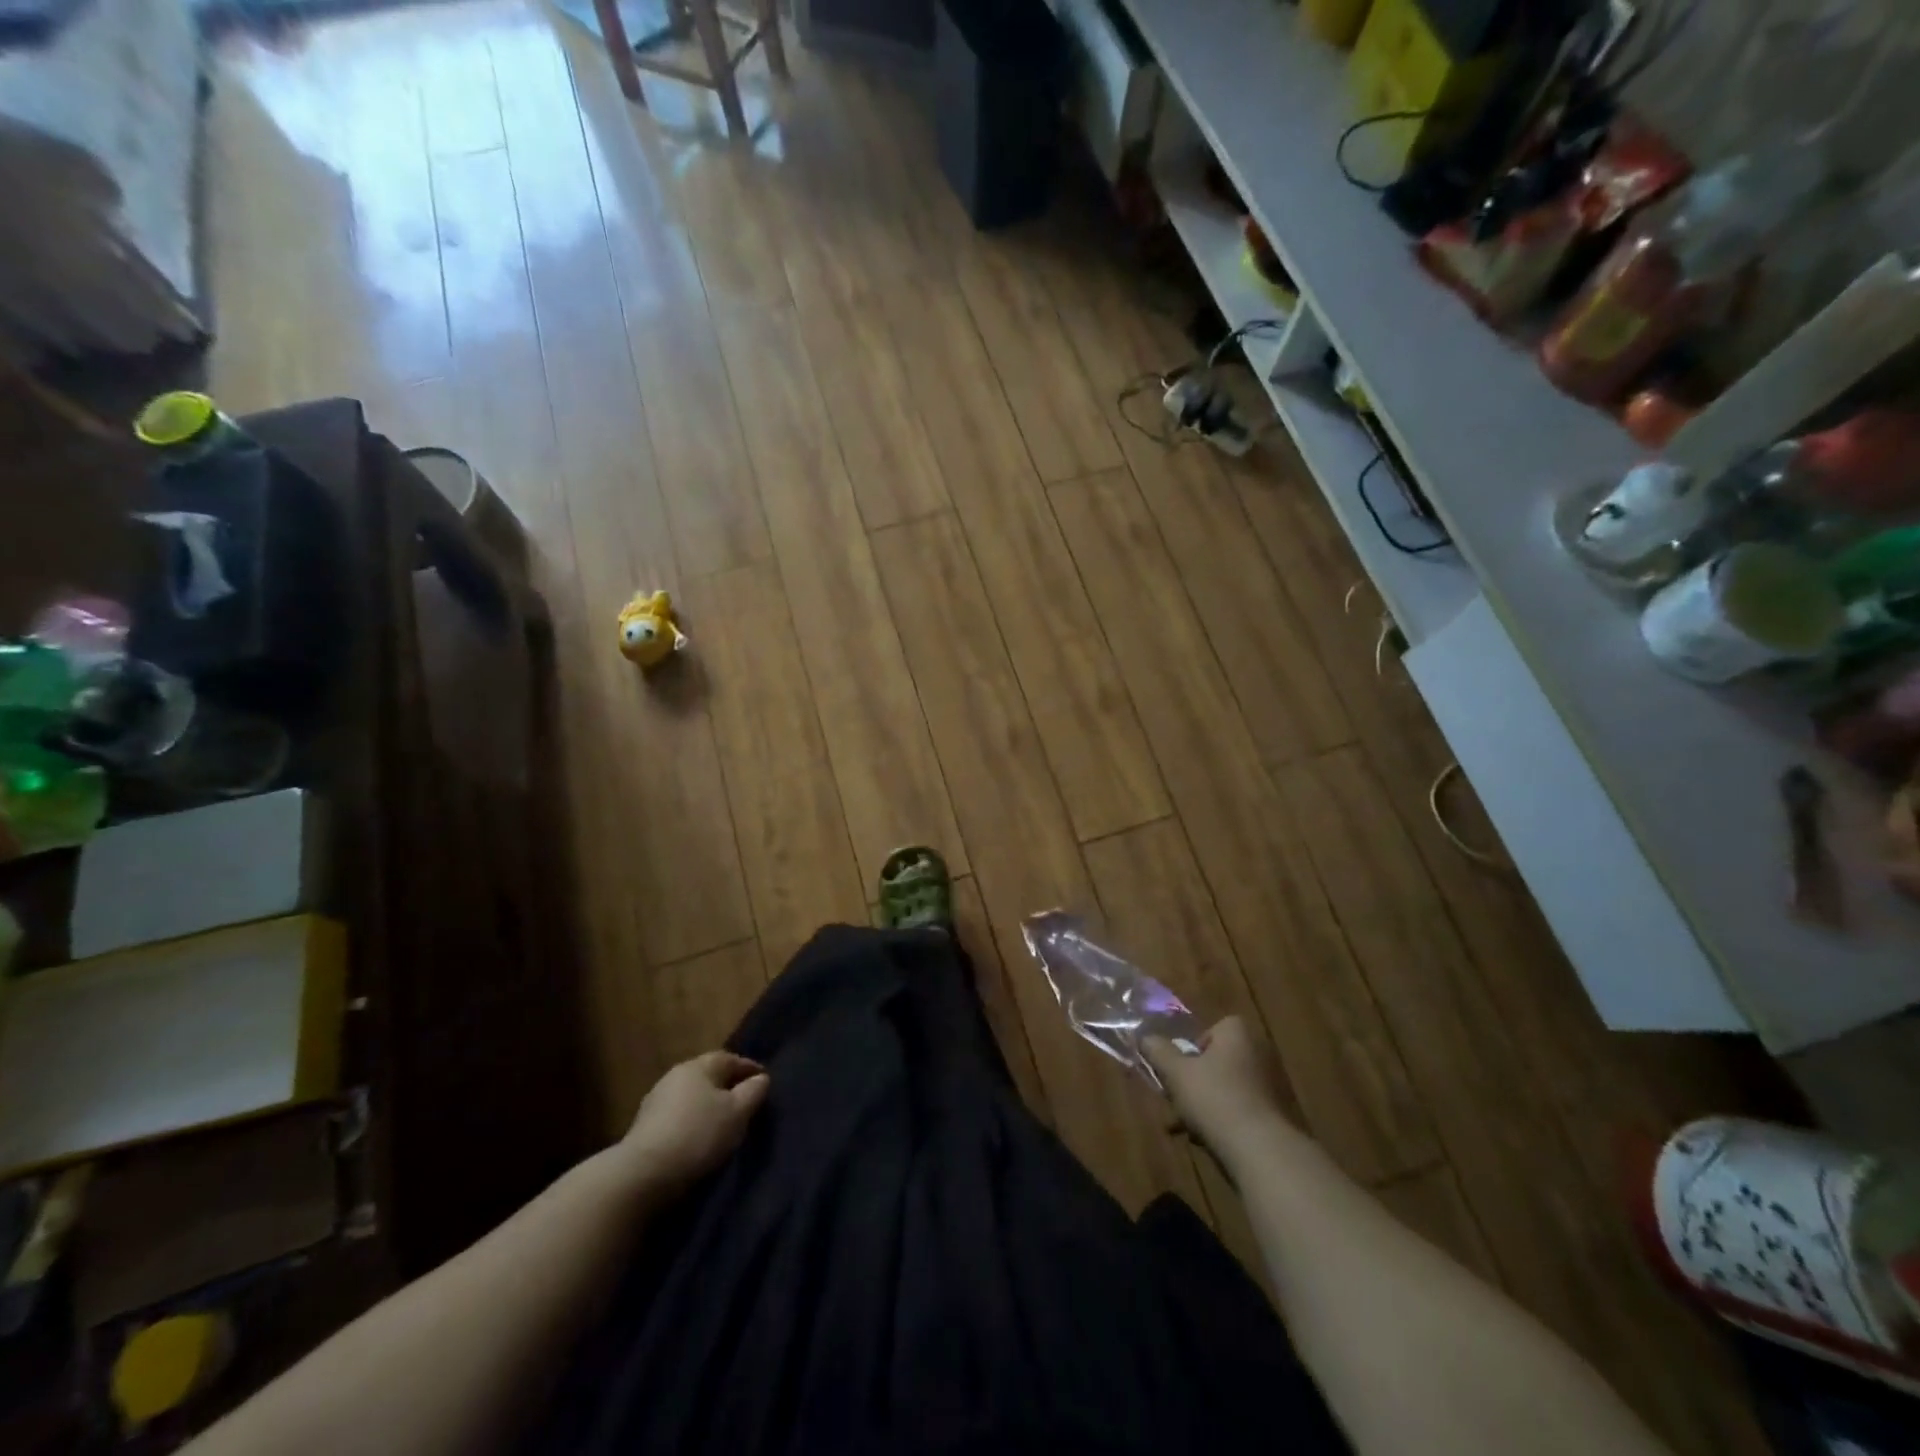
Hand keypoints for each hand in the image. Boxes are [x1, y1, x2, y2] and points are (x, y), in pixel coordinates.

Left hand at [618, 1051, 769, 1193]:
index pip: (730, 1059)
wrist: (642, 1175)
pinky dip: (691, 1122)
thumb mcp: (737, 1112)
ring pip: (691, 1097)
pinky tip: (697, 1139)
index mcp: (699, 1066)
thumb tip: (761, 1078)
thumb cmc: (698, 1135)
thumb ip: (753, 1091)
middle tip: (745, 1104)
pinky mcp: (644, 1127)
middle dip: (727, 1087)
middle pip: (709, 1076)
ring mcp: (656, 1101)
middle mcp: (676, 1075)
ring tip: (722, 1124)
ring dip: (707, 1106)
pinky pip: (677, 1117)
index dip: (750, 1069)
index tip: (764, 1083)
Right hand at [1143, 1017, 1288, 1160]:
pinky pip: (1242, 1111)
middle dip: (1194, 1082)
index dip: (1192, 1049)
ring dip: (1205, 1104)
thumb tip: (1145, 1037)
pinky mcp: (1277, 1115)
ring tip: (1184, 1128)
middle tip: (1176, 1100)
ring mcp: (1272, 1085)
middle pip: (1217, 1062)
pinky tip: (1205, 1141)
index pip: (1212, 1030)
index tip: (1180, 1069)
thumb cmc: (1215, 1098)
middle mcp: (1259, 1052)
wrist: (1260, 1150)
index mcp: (1238, 1033)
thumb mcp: (1176, 1072)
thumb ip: (1158, 1052)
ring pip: (1227, 1089)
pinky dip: (1224, 1121)